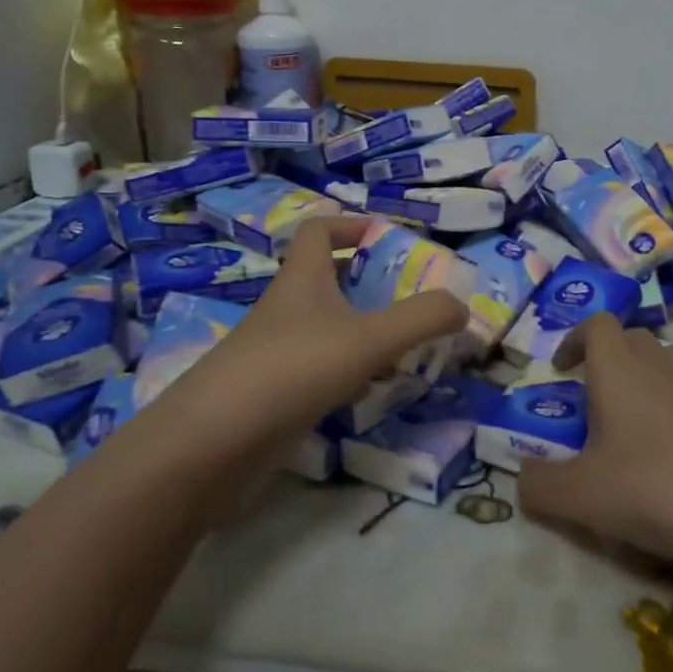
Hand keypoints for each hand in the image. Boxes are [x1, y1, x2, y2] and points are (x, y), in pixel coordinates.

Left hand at [155, 216, 466, 471]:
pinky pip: (320, 370)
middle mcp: (287, 308)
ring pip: (328, 328)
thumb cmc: (291, 370)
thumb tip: (462, 306)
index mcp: (302, 279)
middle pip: (329, 279)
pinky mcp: (274, 394)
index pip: (320, 230)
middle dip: (372, 285)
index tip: (392, 239)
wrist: (211, 446)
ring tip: (407, 348)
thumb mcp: (368, 339)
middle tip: (415, 300)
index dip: (353, 225)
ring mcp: (277, 353)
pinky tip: (373, 392)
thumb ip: (421, 319)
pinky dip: (350, 373)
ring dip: (365, 332)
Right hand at [517, 313, 672, 561]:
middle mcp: (657, 368)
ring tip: (630, 412)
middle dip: (608, 355)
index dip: (575, 338)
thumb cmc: (649, 486)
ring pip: (666, 359)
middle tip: (592, 393)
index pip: (598, 324)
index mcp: (618, 370)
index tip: (561, 368)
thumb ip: (540, 485)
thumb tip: (521, 476)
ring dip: (645, 373)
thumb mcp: (579, 495)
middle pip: (633, 337)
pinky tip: (664, 449)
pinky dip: (672, 407)